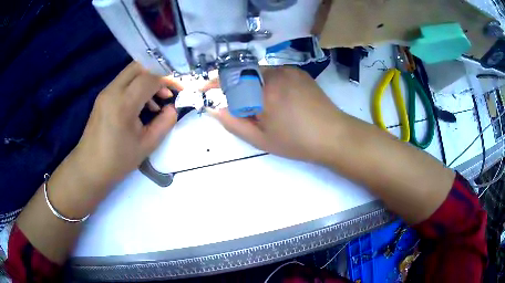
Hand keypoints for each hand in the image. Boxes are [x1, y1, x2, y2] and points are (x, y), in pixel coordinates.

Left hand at [68, 62, 181, 188]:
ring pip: (131, 73)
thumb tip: (173, 108)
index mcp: (123, 103)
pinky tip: (142, 106)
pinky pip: (123, 82)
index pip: (150, 78)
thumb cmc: (117, 160)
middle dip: (157, 74)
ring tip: (157, 101)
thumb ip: (164, 123)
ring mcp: (105, 92)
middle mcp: (112, 91)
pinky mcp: (102, 97)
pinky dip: (136, 86)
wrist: (89, 168)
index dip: (168, 80)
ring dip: (147, 80)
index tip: (180, 90)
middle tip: (168, 91)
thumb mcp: (147, 145)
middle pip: (139, 67)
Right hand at [203, 66, 342, 162]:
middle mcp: (275, 73)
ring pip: (258, 71)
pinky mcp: (299, 71)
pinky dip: (266, 81)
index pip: (230, 79)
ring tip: (260, 104)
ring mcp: (289, 70)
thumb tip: (214, 109)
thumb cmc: (297, 142)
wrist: (333, 135)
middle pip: (243, 72)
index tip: (205, 87)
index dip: (214, 82)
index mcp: (264, 91)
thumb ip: (234, 123)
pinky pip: (274, 72)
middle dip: (234, 85)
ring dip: (250, 83)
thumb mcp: (261, 139)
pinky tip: (276, 98)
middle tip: (238, 104)